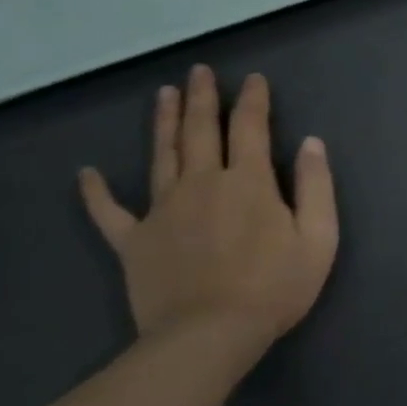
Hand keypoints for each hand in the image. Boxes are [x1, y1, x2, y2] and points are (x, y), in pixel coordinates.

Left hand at [78, 66, 339, 347]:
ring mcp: (162, 210)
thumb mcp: (319, 237)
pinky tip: (86, 173)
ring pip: (160, 155)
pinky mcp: (133, 240)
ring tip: (163, 94)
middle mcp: (202, 183)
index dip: (253, 100)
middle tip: (199, 71)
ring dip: (163, 122)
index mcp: (248, 182)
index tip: (253, 79)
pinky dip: (96, 191)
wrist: (210, 333)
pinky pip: (109, 211)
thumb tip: (311, 144)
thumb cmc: (275, 286)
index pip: (251, 128)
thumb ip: (316, 186)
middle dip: (202, 99)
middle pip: (200, 131)